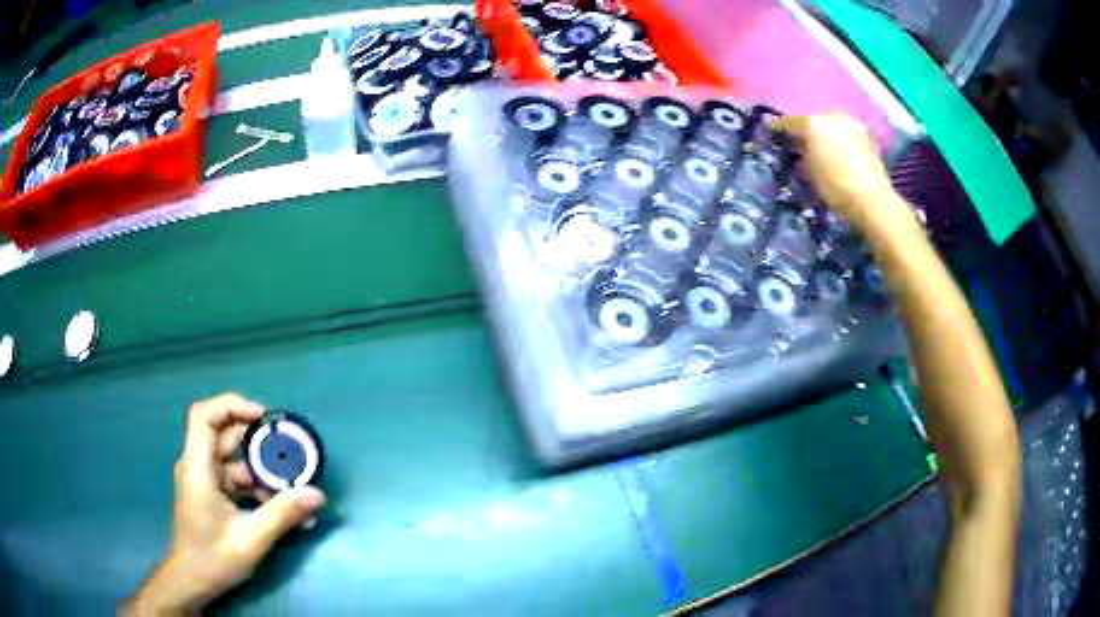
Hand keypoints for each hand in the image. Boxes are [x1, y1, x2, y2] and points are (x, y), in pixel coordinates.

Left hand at [124, 393, 325, 614]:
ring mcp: (205, 480)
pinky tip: (280, 508)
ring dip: (263, 472)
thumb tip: (316, 494)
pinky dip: (257, 488)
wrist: (192, 582)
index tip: (264, 418)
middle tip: (290, 452)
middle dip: (259, 442)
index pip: (205, 415)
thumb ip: (283, 514)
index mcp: (198, 467)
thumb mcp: (251, 538)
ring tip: (292, 490)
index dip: (233, 406)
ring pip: (235, 460)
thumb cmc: (213, 558)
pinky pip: (236, 480)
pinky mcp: (212, 494)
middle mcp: (198, 466)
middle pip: (225, 436)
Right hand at [774, 114, 900, 226]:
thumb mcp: (808, 171)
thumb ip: (801, 152)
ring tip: (822, 151)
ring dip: (826, 135)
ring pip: (831, 126)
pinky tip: (840, 156)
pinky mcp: (867, 136)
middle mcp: (832, 116)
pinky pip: (846, 134)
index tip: (773, 134)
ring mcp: (852, 124)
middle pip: (813, 120)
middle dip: (807, 131)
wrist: (872, 201)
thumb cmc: (835, 186)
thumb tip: (800, 145)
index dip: (779, 129)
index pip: (789, 122)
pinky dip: (840, 142)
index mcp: (813, 121)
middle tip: (801, 144)